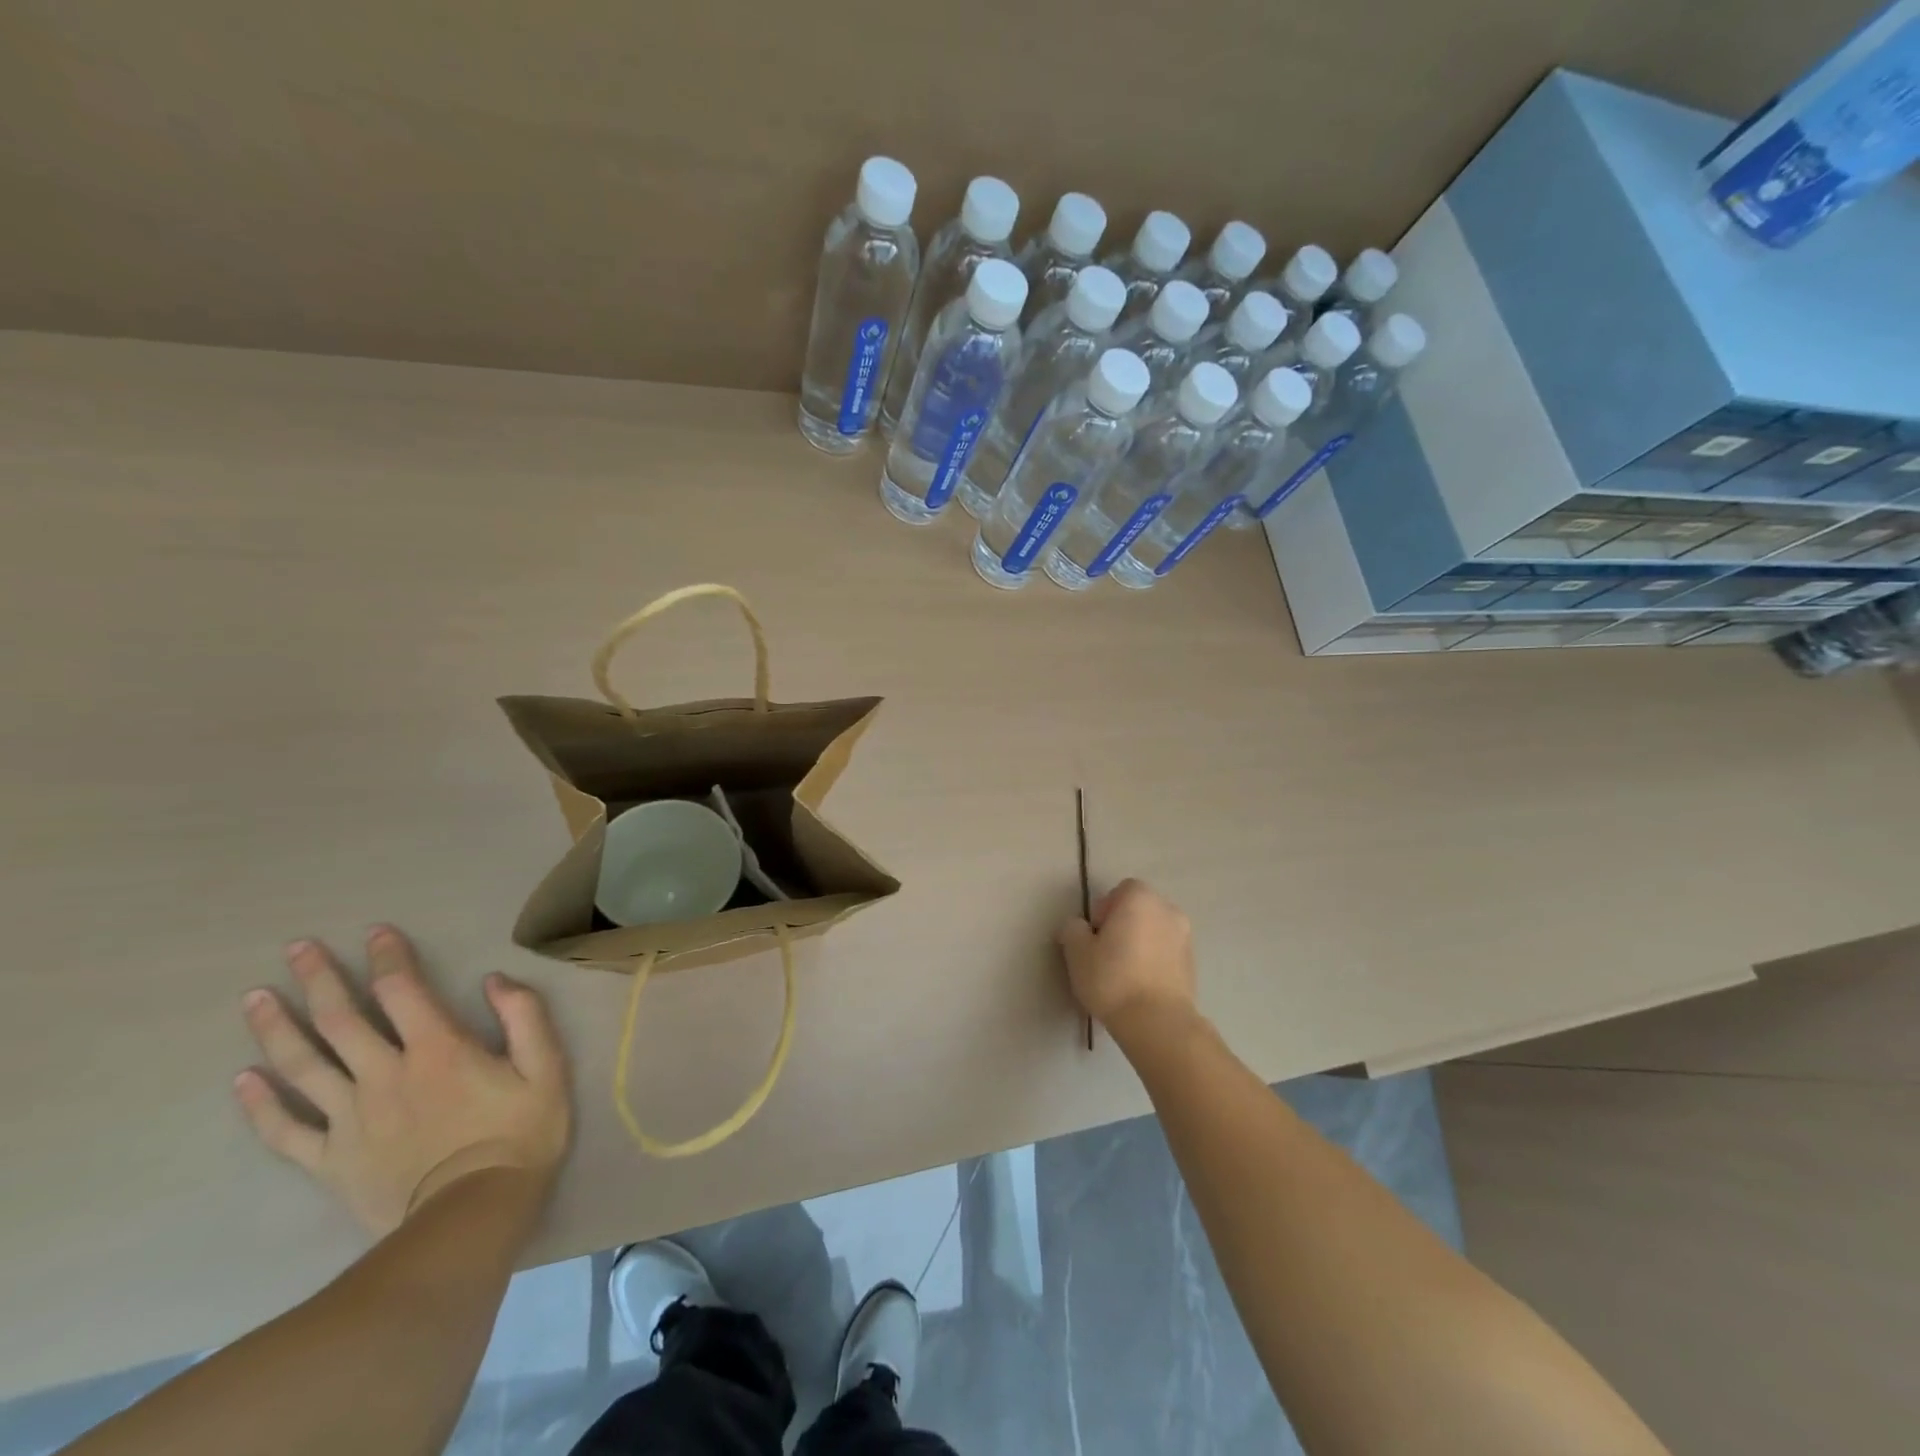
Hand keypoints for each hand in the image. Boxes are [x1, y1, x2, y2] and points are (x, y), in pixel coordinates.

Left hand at [233, 927, 571, 1236]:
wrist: (473, 1215)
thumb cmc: (519, 1134)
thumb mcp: (546, 1068)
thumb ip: (525, 1018)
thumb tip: (494, 979)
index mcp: (437, 1049)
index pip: (402, 990)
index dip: (387, 957)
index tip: (374, 932)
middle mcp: (385, 1074)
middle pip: (341, 1019)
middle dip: (319, 979)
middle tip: (296, 948)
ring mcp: (351, 1118)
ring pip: (303, 1066)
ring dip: (277, 1029)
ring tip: (254, 999)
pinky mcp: (330, 1160)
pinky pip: (286, 1130)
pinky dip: (261, 1104)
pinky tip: (243, 1080)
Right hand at [1057, 878, 1199, 1045]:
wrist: (1158, 1022)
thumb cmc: (1113, 979)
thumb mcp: (1077, 952)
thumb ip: (1073, 929)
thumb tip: (1078, 926)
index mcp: (1140, 898)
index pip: (1119, 891)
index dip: (1103, 911)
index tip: (1094, 938)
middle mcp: (1167, 909)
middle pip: (1139, 909)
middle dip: (1122, 925)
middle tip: (1105, 954)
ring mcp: (1185, 936)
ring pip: (1154, 931)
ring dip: (1140, 943)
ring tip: (1124, 973)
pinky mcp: (1193, 964)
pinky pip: (1166, 952)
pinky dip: (1154, 960)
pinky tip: (1141, 985)